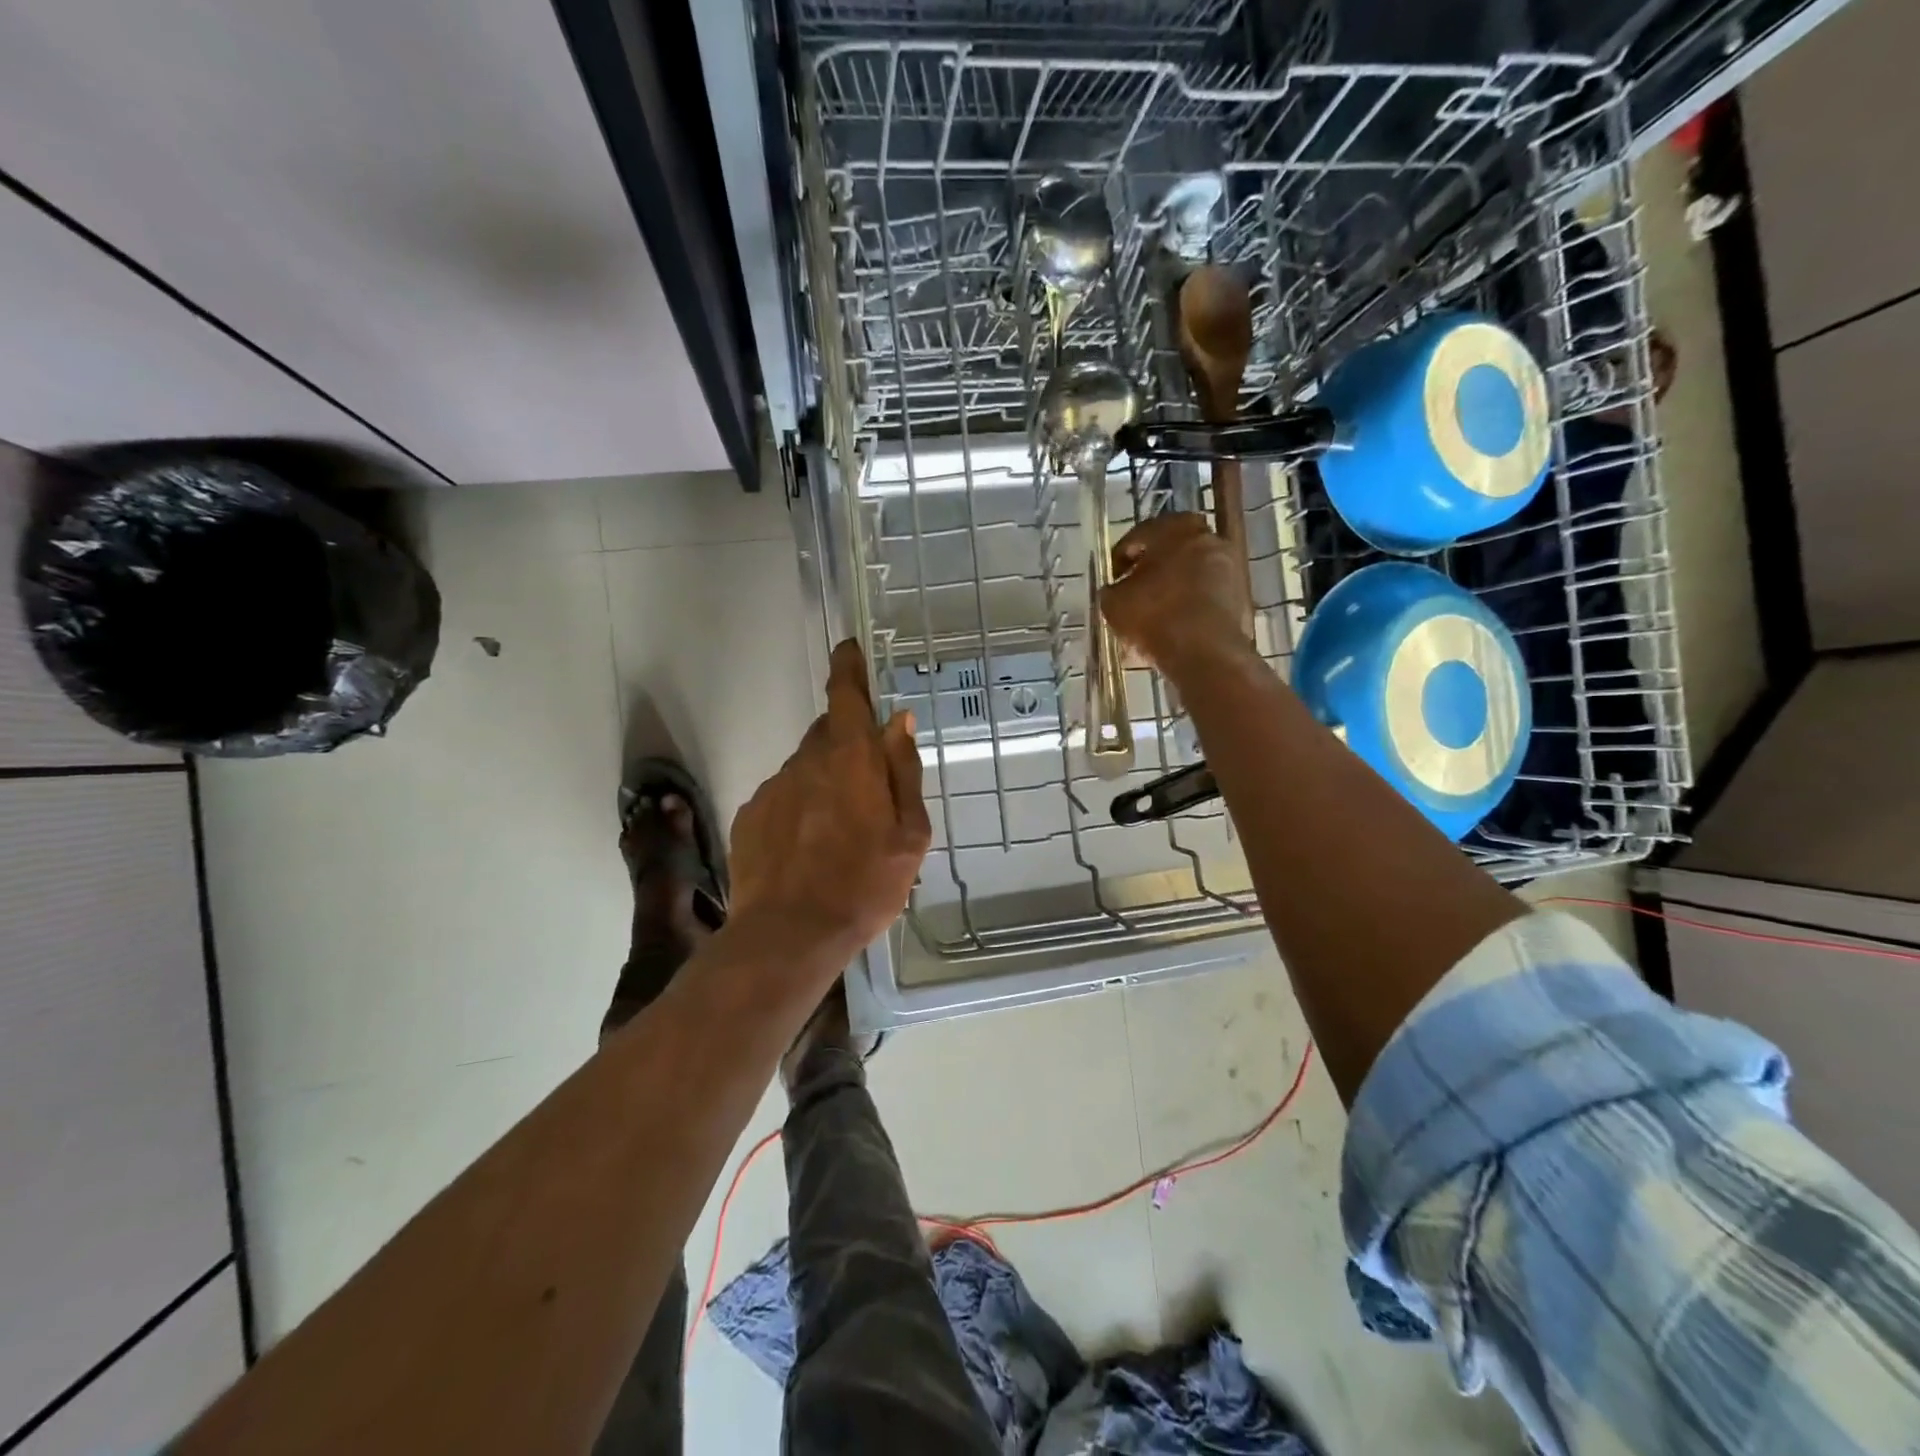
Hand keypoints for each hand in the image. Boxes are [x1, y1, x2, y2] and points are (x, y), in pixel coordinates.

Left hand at [729, 640, 930, 962]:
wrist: (790, 936)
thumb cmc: (865, 885)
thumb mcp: (909, 834)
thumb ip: (904, 771)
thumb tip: (898, 722)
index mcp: (849, 759)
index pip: (845, 694)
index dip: (849, 667)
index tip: (851, 650)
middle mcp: (805, 761)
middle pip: (828, 734)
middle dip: (849, 746)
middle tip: (868, 789)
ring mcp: (772, 788)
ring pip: (805, 769)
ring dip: (824, 784)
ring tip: (839, 835)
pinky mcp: (749, 816)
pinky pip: (782, 798)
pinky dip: (799, 810)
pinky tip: (808, 851)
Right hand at [1101, 513, 1256, 682]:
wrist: (1205, 653)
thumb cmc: (1154, 617)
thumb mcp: (1113, 604)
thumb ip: (1112, 589)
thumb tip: (1116, 589)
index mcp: (1173, 529)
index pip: (1139, 534)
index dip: (1121, 557)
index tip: (1113, 579)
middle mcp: (1206, 538)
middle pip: (1172, 548)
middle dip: (1152, 566)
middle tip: (1136, 587)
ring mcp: (1228, 565)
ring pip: (1192, 569)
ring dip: (1174, 584)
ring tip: (1156, 610)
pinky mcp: (1240, 593)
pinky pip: (1207, 591)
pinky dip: (1191, 601)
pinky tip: (1176, 624)